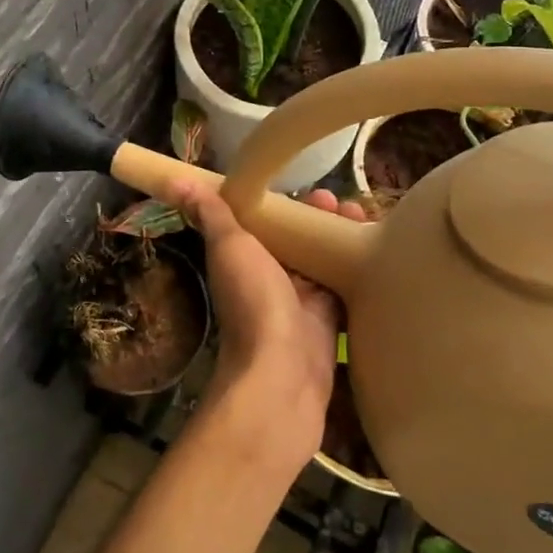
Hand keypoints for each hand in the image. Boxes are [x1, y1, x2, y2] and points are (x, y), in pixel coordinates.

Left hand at [169, 181, 364, 463]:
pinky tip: (376, 248)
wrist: (281, 372)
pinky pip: (344, 285)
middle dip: (317, 217)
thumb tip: (176, 180)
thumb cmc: (252, 301)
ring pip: (322, 259)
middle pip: (297, 239)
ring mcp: (302, 300)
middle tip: (340, 201)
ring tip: (361, 216)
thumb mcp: (229, 247)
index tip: (306, 185)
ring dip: (339, 236)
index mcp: (245, 257)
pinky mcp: (329, 320)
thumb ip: (210, 213)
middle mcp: (272, 277)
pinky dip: (357, 265)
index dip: (284, 202)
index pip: (265, 221)